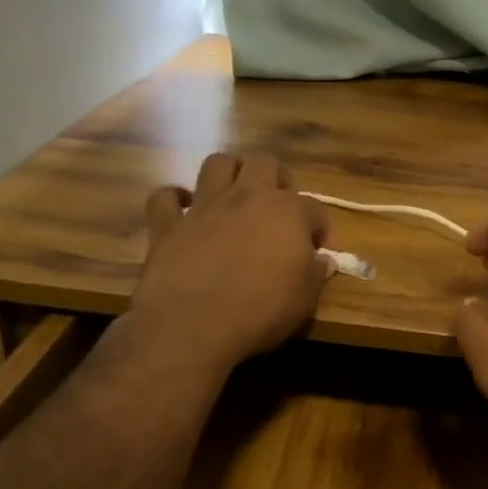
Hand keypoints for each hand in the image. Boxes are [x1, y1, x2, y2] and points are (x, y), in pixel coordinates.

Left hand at [125, 151, 331, 374]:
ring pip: (217, 164)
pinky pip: (164, 198)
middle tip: (278, 207)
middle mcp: (247, 197)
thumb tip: (323, 261)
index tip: (318, 251)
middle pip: (265, 163)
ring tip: (235, 195)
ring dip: (229, 173)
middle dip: (276, 178)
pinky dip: (173, 200)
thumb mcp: (304, 298)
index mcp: (288, 212)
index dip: (320, 228)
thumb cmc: (261, 311)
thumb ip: (315, 273)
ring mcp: (204, 207)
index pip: (314, 208)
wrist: (194, 325)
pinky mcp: (168, 225)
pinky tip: (182, 210)